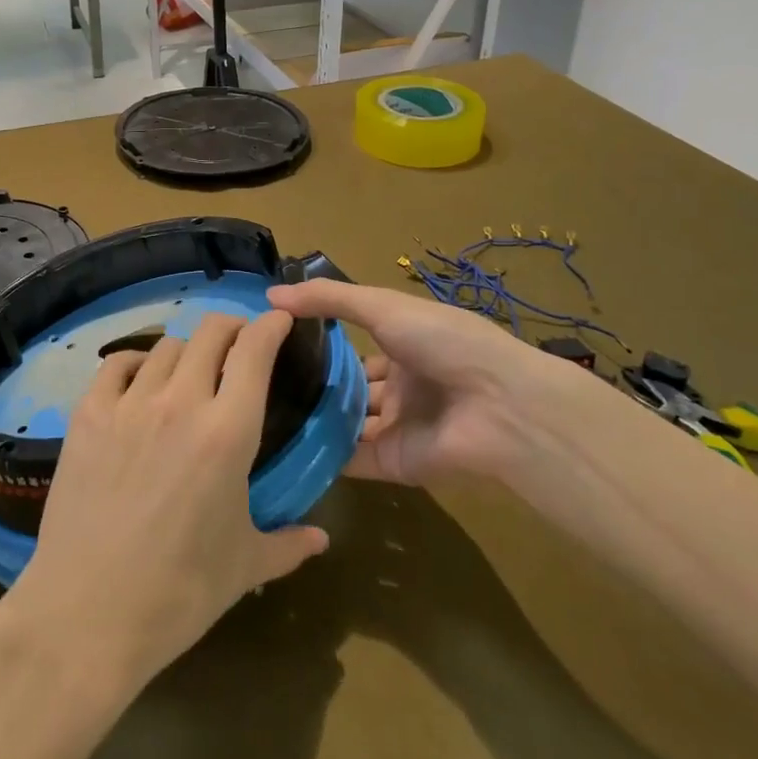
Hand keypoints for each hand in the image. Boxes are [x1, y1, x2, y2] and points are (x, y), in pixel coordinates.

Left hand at [0, 311, 329, 696]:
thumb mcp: (244, 567)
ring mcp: (130, 404)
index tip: (280, 322)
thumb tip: (322, 539)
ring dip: (188, 351)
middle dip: (232, 328)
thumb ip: (288, 544)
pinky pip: (117, 364)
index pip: (254, 350)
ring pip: (166, 345)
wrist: (85, 615)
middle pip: (211, 332)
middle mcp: (180, 402)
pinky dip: (136, 363)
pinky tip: (140, 382)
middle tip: (239, 345)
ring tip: (190, 372)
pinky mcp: (88, 414)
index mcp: (228, 431)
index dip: (271, 326)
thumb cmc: (178, 593)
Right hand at [268, 279, 591, 485]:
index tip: (273, 339)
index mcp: (405, 344)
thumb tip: (270, 295)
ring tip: (260, 412)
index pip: (356, 344)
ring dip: (313, 418)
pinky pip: (351, 458)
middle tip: (258, 380)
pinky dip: (321, 454)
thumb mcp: (384, 307)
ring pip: (347, 423)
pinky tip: (280, 445)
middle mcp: (401, 385)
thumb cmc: (444, 342)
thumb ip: (329, 299)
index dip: (320, 341)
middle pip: (349, 386)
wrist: (499, 407)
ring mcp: (398, 426)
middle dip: (312, 383)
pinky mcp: (394, 463)